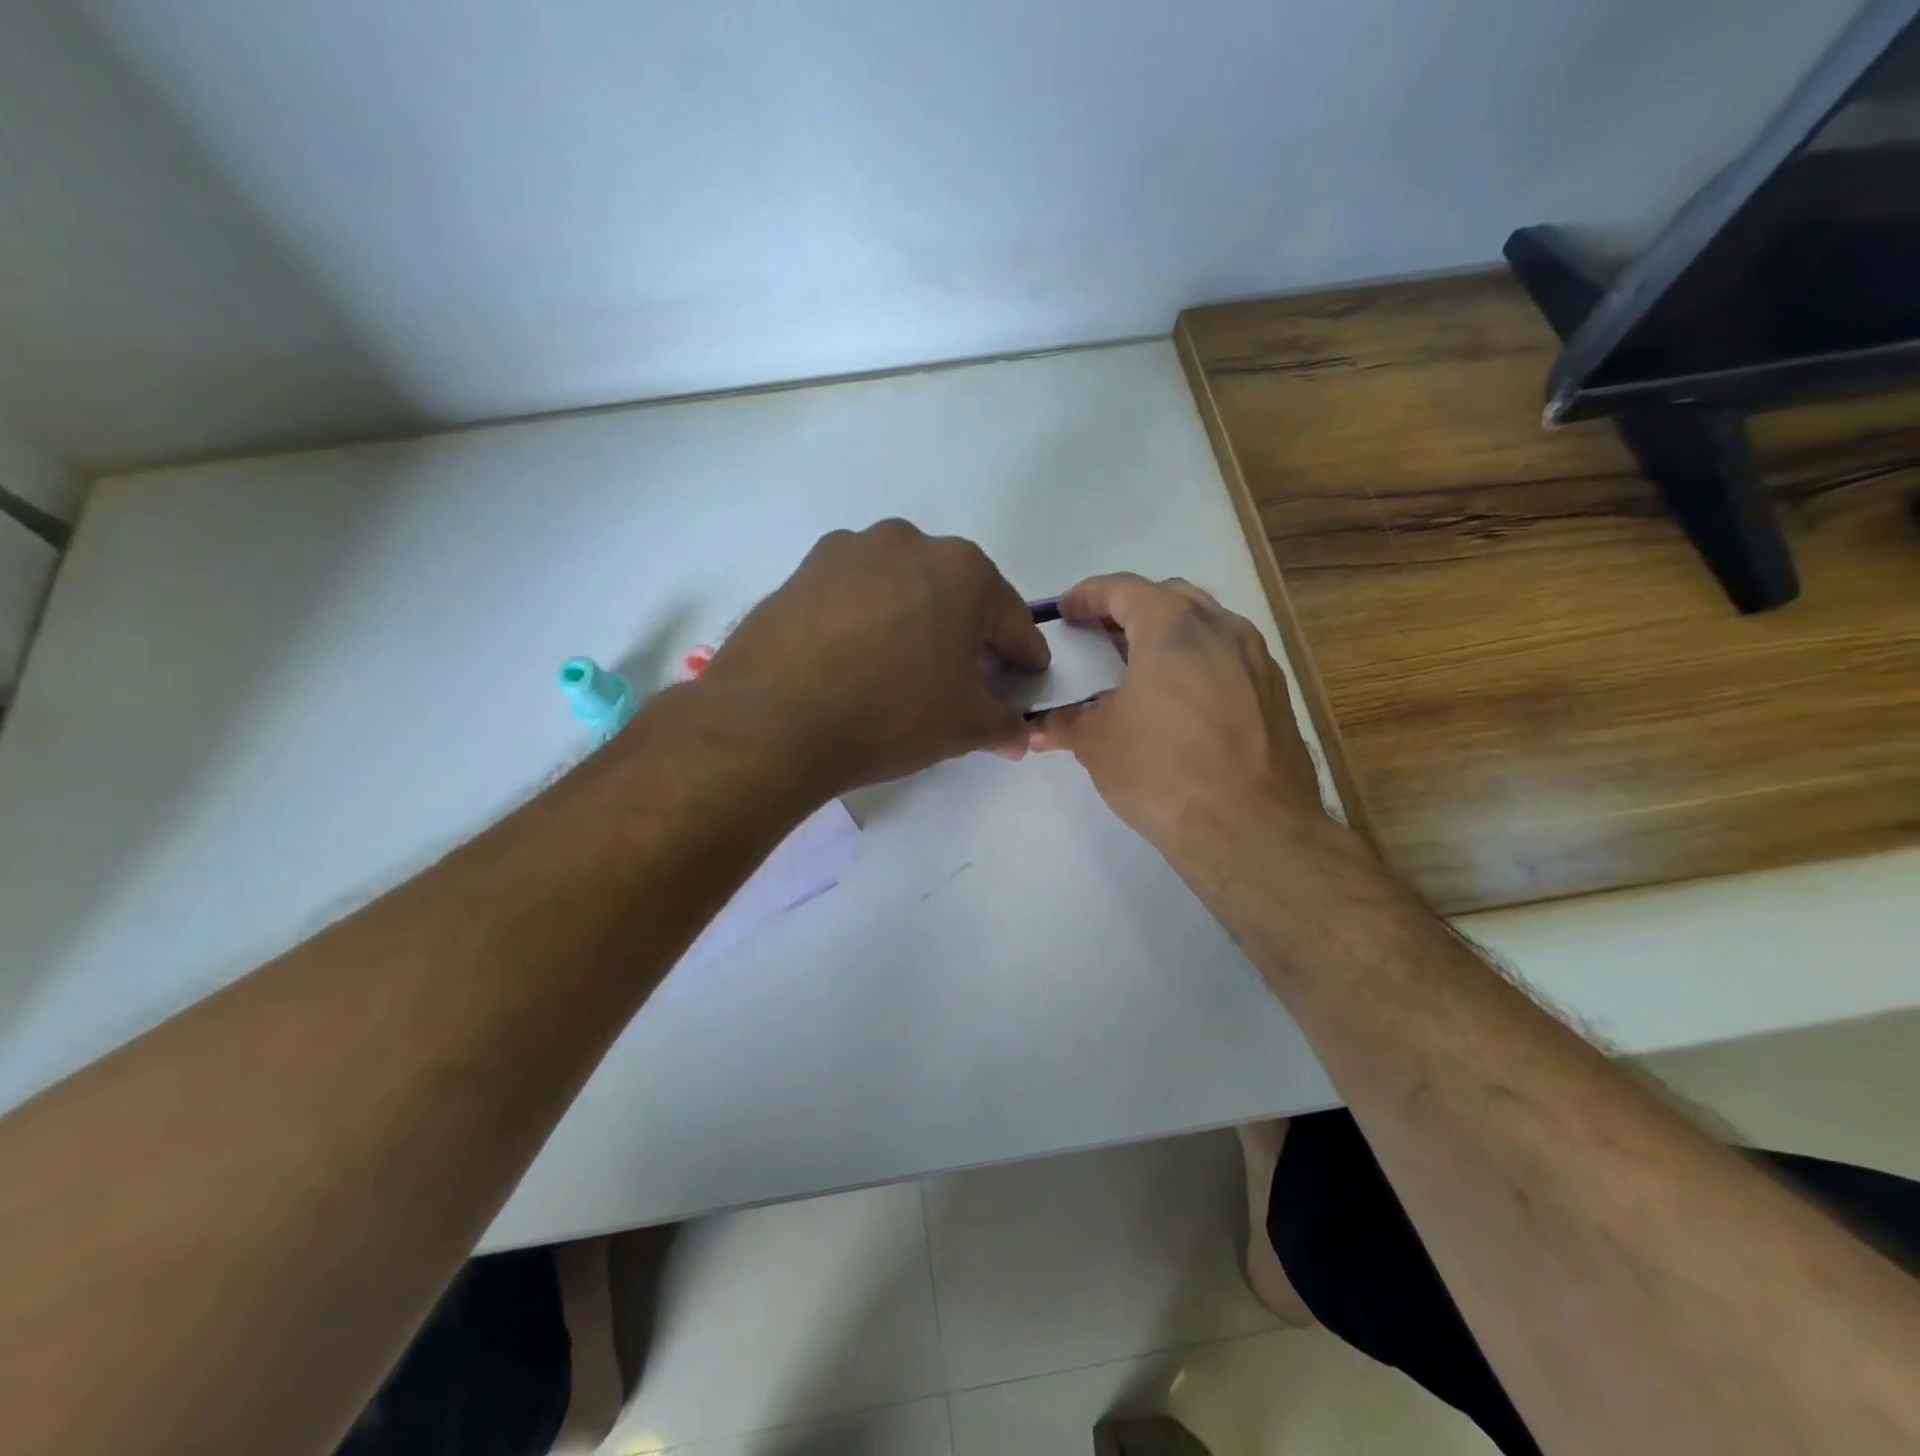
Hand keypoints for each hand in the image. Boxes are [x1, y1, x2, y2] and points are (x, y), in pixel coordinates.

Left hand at [695, 520, 1048, 796]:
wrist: (773, 718)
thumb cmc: (890, 713)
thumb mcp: (964, 727)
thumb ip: (1004, 724)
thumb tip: (1019, 733)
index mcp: (962, 571)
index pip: (1009, 618)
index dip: (1024, 653)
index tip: (1028, 675)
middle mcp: (908, 543)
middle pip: (955, 594)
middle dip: (968, 633)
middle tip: (968, 676)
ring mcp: (848, 552)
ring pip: (901, 588)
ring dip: (914, 620)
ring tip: (905, 666)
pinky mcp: (801, 572)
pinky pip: (853, 596)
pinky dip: (866, 621)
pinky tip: (856, 659)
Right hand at [1029, 573, 1327, 856]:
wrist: (1250, 828)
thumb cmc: (1162, 768)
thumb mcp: (1097, 742)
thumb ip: (1065, 723)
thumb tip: (1036, 729)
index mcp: (1174, 625)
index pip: (1123, 589)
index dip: (1088, 595)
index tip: (1066, 610)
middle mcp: (1224, 629)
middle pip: (1171, 599)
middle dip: (1132, 610)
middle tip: (1103, 636)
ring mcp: (1258, 662)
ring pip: (1208, 629)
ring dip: (1170, 638)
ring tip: (1142, 669)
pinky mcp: (1277, 697)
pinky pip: (1231, 663)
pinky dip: (1201, 666)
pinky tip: (1183, 705)